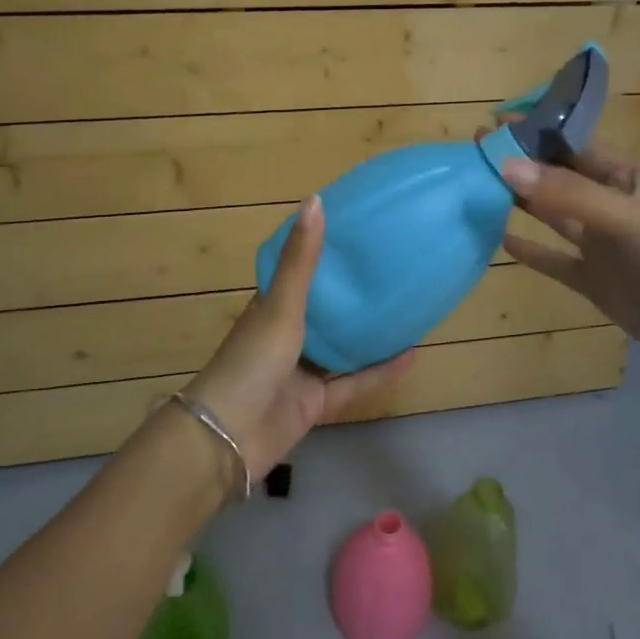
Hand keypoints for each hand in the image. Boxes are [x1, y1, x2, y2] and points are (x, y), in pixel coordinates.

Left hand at [181, 195, 415, 485]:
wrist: (228, 439)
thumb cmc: (252, 361)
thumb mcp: (281, 306)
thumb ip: (302, 260)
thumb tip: (317, 199)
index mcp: (271, 308)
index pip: (299, 272)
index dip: (324, 253)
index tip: (358, 232)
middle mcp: (286, 336)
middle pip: (324, 310)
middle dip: (353, 294)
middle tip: (392, 267)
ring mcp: (300, 372)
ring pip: (341, 347)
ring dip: (369, 333)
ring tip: (407, 308)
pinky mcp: (315, 404)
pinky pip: (353, 383)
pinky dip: (380, 372)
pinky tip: (412, 355)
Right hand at [499, 145, 639, 391]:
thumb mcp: (633, 220)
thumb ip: (570, 195)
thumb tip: (506, 167)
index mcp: (629, 179)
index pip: (573, 147)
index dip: (535, 134)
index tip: (492, 126)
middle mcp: (611, 206)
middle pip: (557, 179)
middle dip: (519, 165)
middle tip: (472, 152)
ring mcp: (602, 246)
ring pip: (551, 216)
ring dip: (518, 202)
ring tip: (475, 186)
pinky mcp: (596, 283)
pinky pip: (555, 260)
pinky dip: (529, 250)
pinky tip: (499, 238)